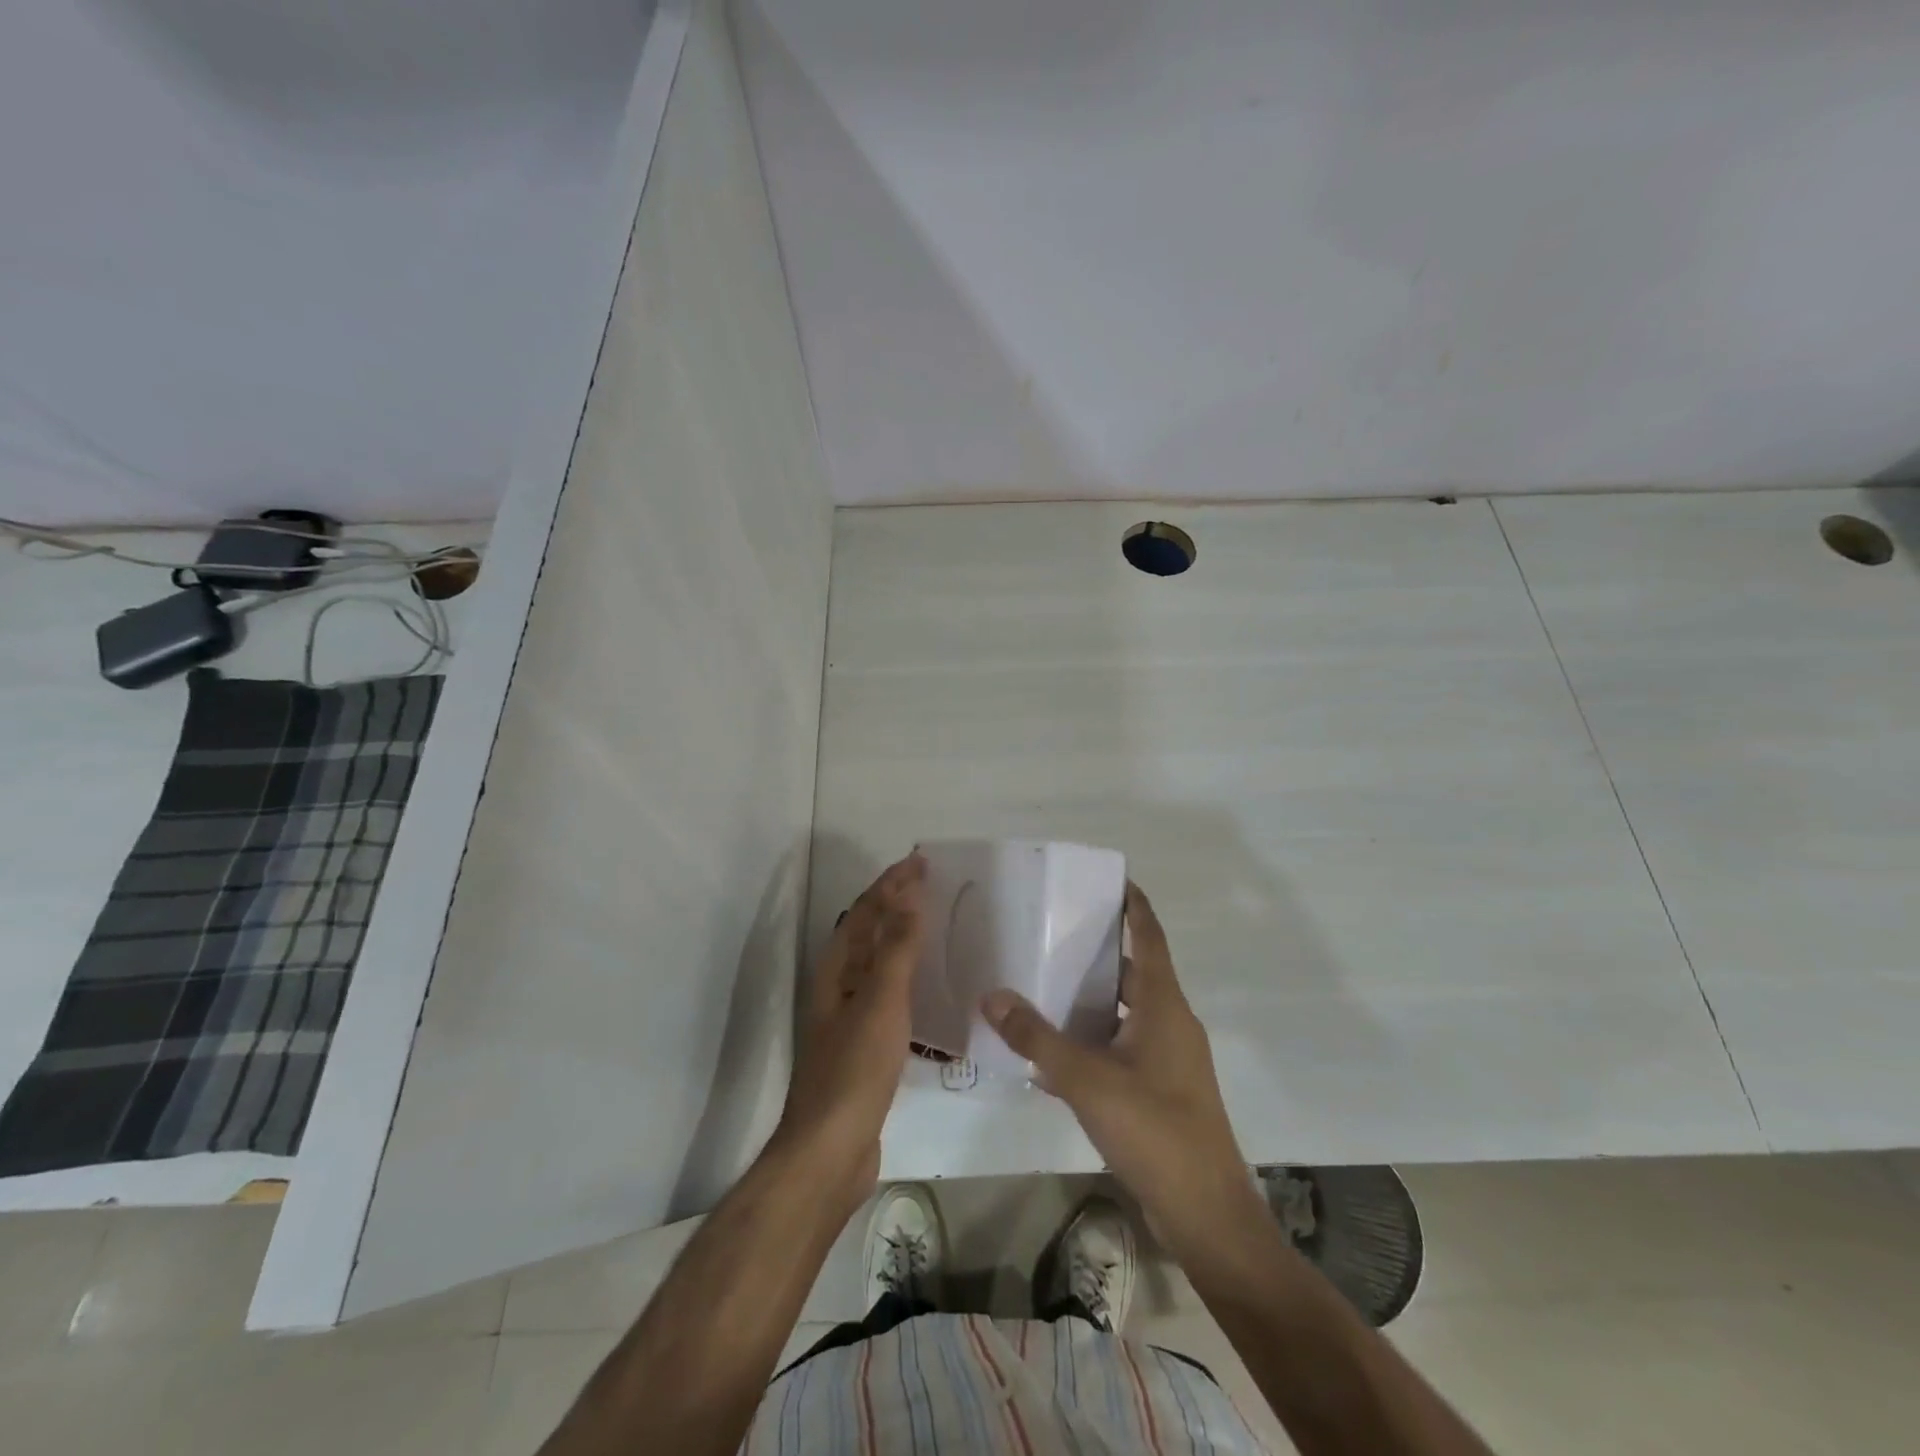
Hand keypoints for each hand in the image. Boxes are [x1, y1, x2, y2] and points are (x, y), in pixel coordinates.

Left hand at [773, 852, 925, 1212]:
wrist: (831, 1151)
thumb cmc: (855, 1069)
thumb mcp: (881, 1001)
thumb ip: (897, 948)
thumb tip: (908, 893)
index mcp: (836, 970)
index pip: (864, 912)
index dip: (891, 884)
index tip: (920, 861)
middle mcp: (838, 987)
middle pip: (867, 933)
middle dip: (895, 904)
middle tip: (929, 884)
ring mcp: (849, 1017)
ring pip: (878, 963)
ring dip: (901, 938)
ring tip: (932, 924)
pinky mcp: (865, 1045)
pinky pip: (889, 995)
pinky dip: (907, 977)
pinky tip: (928, 987)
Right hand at [982, 882, 1258, 1254]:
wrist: (1206, 1214)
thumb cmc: (1154, 1130)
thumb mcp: (1087, 1080)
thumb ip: (1037, 1038)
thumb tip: (992, 995)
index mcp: (1163, 1005)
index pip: (1150, 937)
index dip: (1133, 905)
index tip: (1108, 879)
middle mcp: (1171, 1022)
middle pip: (1135, 970)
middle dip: (1099, 949)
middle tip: (1053, 929)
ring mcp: (1170, 1059)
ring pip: (1127, 1010)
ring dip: (1093, 996)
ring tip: (1046, 981)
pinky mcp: (1163, 1090)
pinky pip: (1124, 1046)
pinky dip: (1095, 1037)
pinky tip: (1056, 1051)